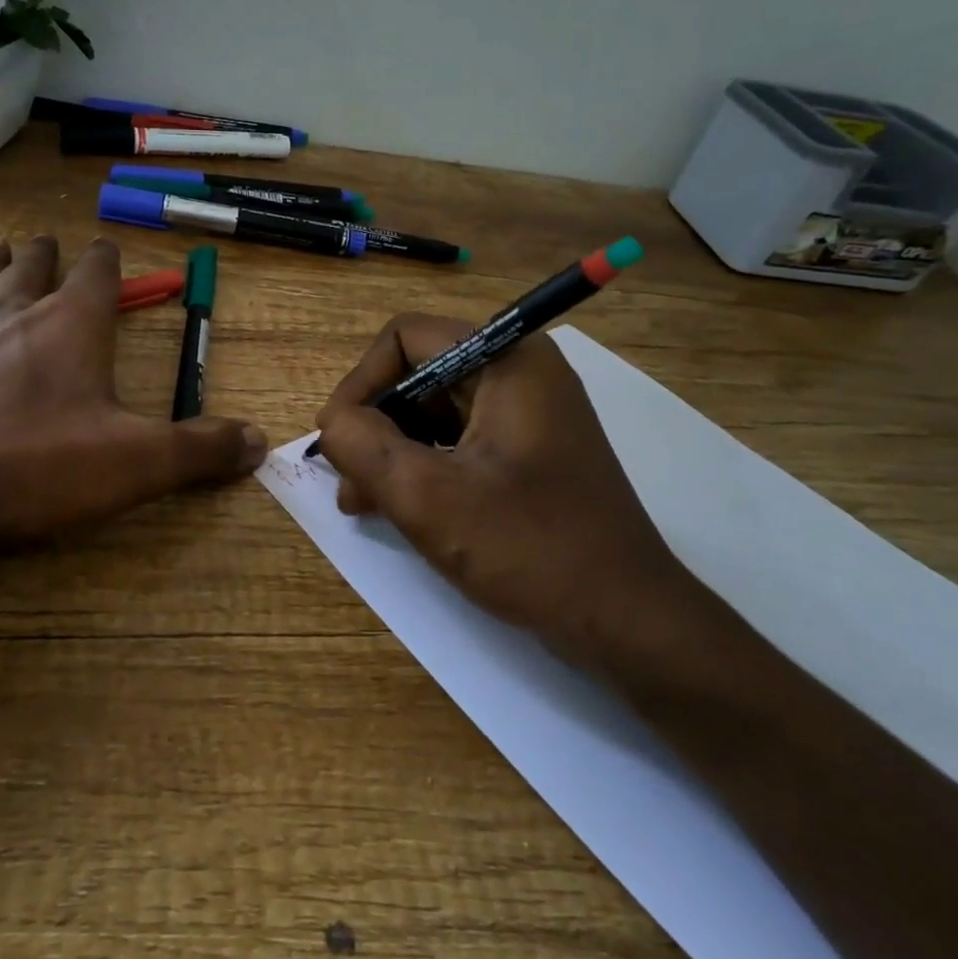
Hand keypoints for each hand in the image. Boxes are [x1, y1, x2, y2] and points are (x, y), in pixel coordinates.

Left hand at [0, 234, 265, 574]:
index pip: (96, 276)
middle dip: (45, 253)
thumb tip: (259, 442)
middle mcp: (12, 317)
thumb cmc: (34, 468)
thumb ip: (200, 449)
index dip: (105, 259)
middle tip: (47, 238)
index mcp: (71, 328)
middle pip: (32, 270)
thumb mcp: (136, 464)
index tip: (106, 246)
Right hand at [316, 315, 702, 673]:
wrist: (625, 620)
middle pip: (418, 374)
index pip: (406, 338)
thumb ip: (363, 446)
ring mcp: (526, 416)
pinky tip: (398, 508)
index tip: (339, 438)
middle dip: (374, 424)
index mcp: (507, 361)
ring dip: (391, 451)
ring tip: (363, 503)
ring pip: (433, 412)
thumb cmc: (529, 548)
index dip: (362, 382)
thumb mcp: (428, 496)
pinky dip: (421, 467)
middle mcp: (519, 374)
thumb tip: (332, 422)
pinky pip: (456, 442)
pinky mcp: (526, 454)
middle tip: (348, 481)